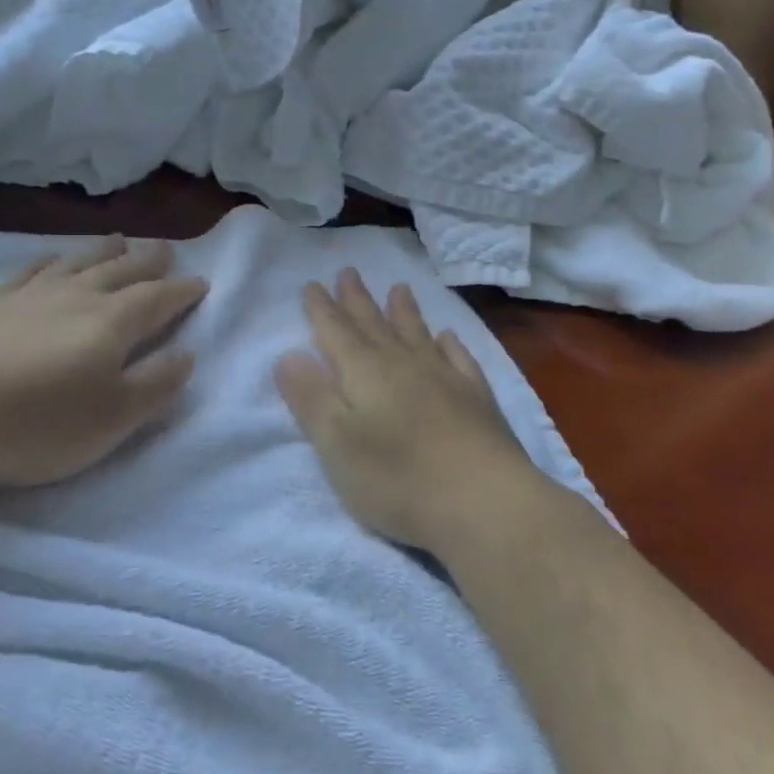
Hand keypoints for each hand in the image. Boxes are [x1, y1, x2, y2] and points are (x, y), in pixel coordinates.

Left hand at [0, 235, 207, 488]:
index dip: (182, 292)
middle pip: (121, 271)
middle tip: (165, 249)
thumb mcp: (114, 418)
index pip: (158, 300)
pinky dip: (49, 260)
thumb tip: (187, 354)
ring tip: (119, 239)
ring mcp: (31, 297)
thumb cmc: (38, 422)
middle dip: (148, 261)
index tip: (201, 282)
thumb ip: (156, 384)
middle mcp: (77, 297)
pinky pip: (30, 271)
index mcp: (112, 323)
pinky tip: (51, 258)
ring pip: (78, 263)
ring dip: (103, 251)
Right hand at [275, 270, 541, 553]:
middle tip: (348, 271)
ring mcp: (445, 378)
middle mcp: (403, 364)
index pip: (335, 332)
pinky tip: (448, 337)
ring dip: (403, 311)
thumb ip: (311, 398)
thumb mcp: (336, 445)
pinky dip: (450, 344)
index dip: (321, 309)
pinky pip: (458, 359)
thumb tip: (289, 354)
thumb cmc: (397, 479)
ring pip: (417, 334)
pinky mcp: (476, 399)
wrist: (485, 502)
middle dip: (357, 300)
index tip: (312, 284)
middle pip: (374, 324)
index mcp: (364, 373)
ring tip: (398, 288)